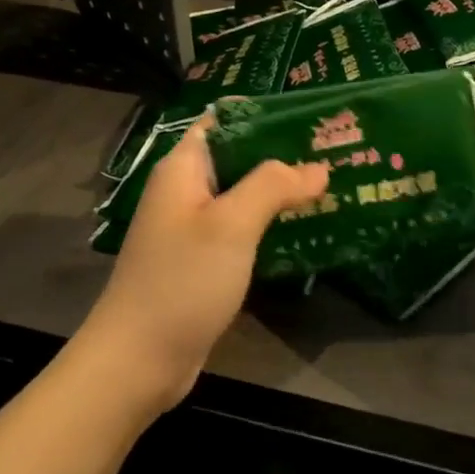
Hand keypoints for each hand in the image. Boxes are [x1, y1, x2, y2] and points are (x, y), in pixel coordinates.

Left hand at [81, 117, 328, 414]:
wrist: (139, 360)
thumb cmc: (183, 280)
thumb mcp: (231, 224)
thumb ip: (273, 185)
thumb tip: (317, 166)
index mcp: (184, 168)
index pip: (225, 120)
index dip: (265, 113)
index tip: (312, 116)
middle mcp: (187, 190)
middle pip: (239, 157)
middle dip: (283, 153)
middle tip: (335, 151)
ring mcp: (194, 228)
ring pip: (244, 195)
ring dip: (282, 191)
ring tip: (333, 185)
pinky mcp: (204, 261)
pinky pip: (243, 230)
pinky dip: (271, 224)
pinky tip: (308, 228)